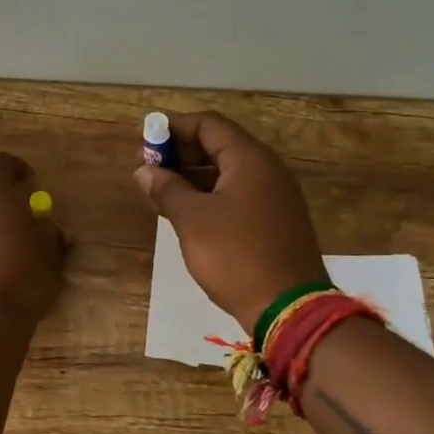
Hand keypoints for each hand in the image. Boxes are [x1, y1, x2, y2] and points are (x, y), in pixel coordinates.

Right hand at [135, 112, 326, 333]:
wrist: (289, 308)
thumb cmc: (236, 256)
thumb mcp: (192, 221)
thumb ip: (166, 190)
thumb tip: (144, 171)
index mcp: (250, 159)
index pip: (209, 124)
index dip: (174, 128)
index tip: (145, 143)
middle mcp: (268, 169)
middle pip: (220, 145)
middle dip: (181, 153)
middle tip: (149, 169)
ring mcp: (276, 195)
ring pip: (228, 171)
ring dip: (193, 175)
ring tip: (160, 192)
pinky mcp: (276, 219)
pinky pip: (239, 193)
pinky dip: (211, 194)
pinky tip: (187, 212)